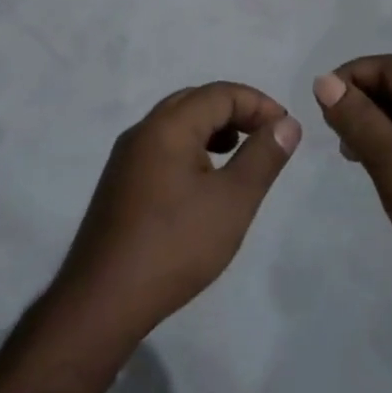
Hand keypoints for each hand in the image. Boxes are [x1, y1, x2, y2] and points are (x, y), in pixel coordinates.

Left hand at [50, 83, 301, 352]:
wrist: (104, 299)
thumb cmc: (175, 245)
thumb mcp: (232, 201)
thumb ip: (263, 157)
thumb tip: (287, 123)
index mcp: (168, 126)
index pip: (219, 94)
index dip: (257, 103)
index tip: (286, 128)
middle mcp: (143, 130)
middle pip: (195, 101)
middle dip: (235, 111)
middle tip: (266, 137)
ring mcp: (126, 157)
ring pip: (176, 123)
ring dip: (212, 128)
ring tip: (239, 154)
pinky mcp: (120, 182)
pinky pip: (162, 146)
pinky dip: (191, 147)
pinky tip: (204, 180)